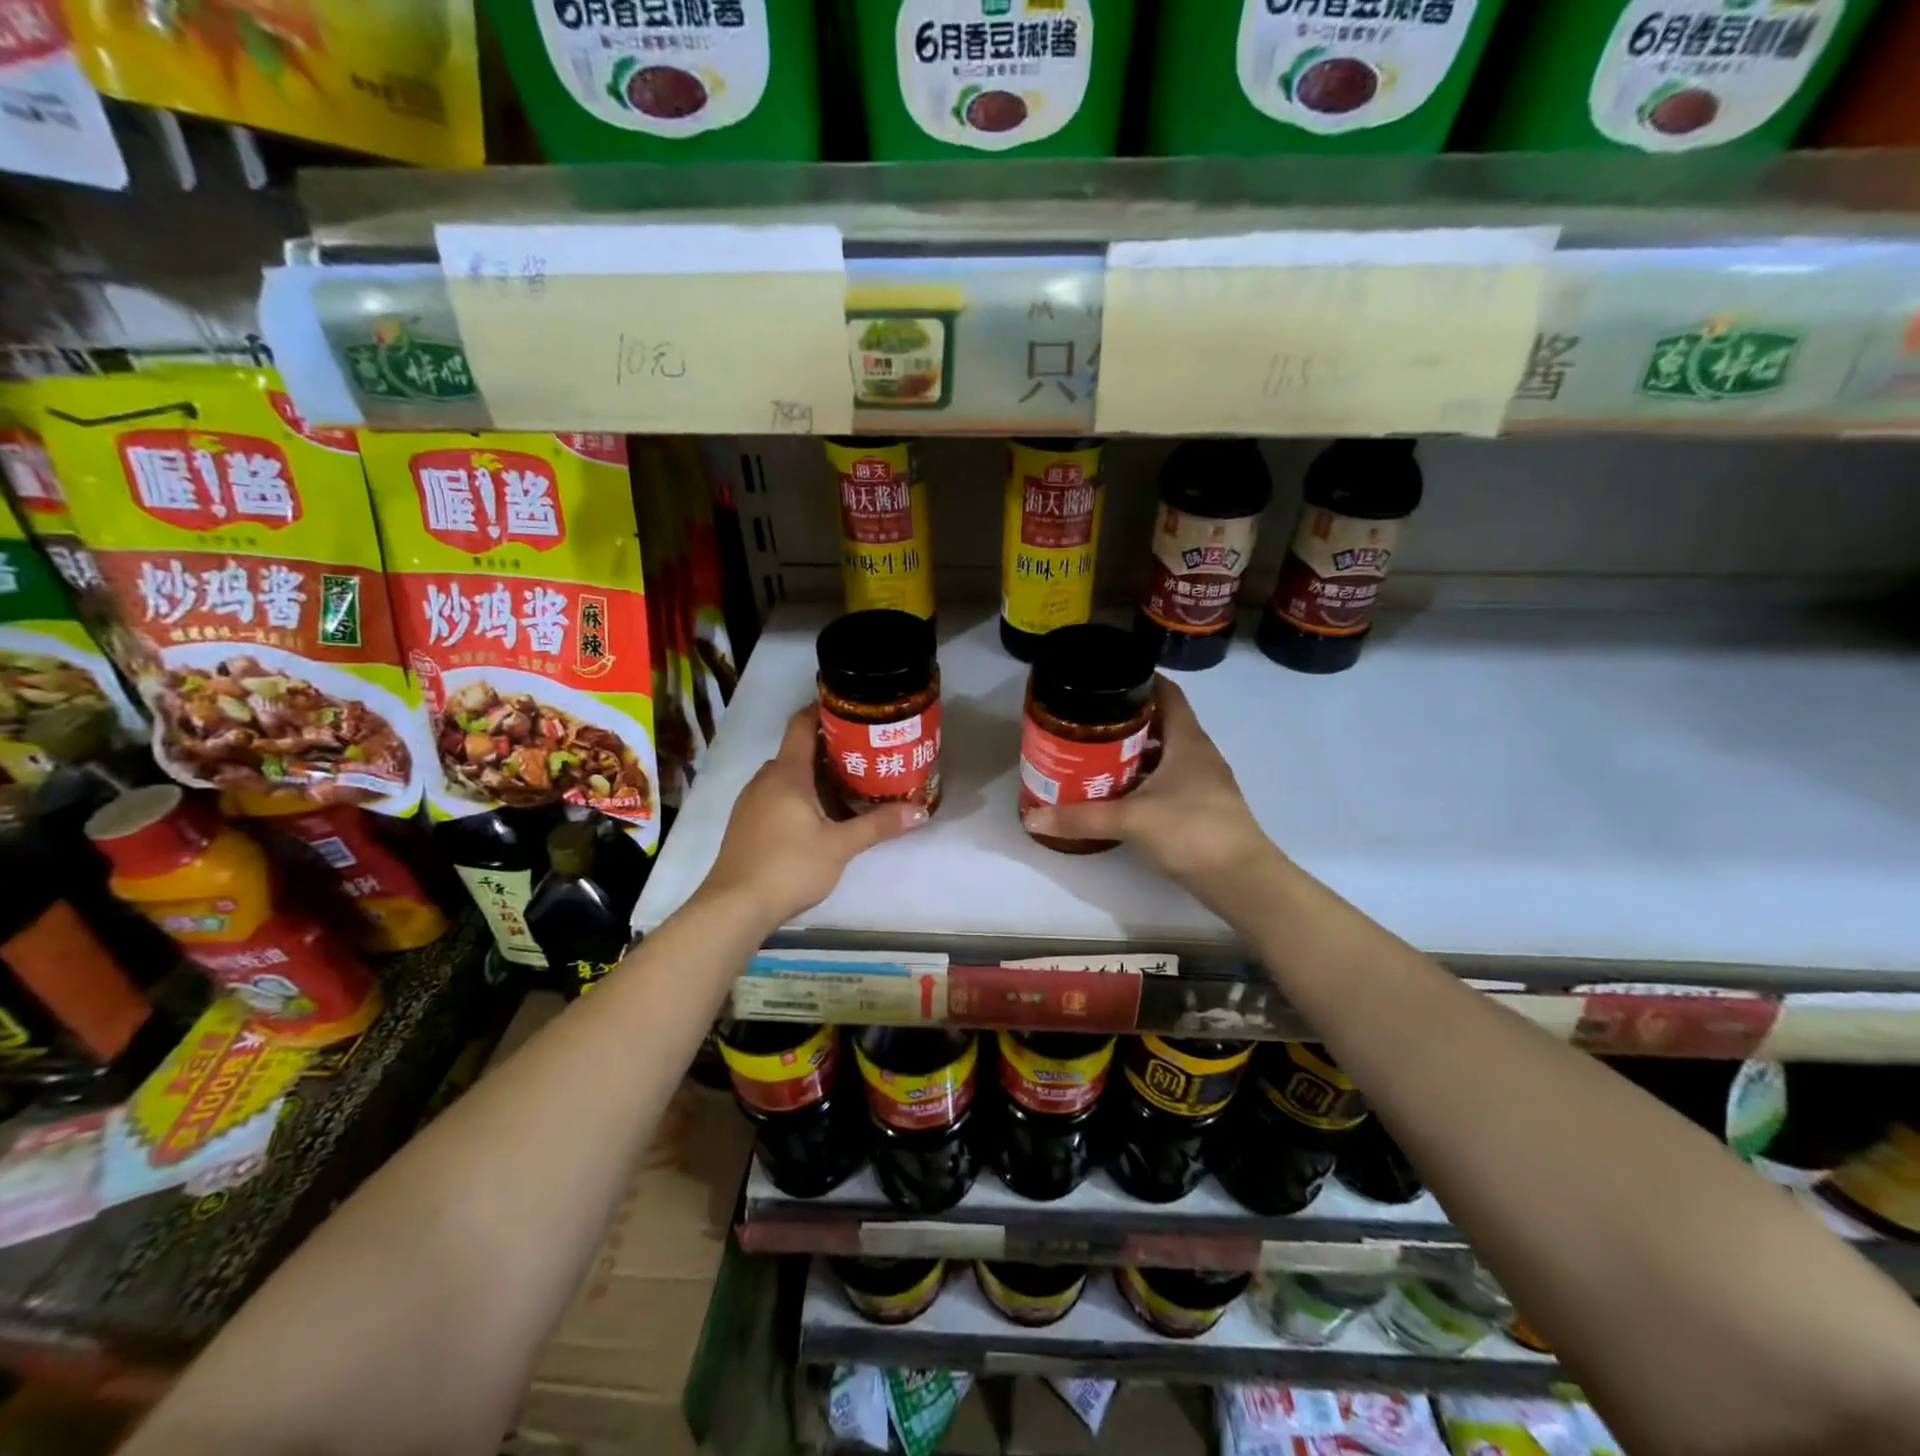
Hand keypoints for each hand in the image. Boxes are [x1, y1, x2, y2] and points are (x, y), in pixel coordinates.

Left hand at [697, 705, 926, 931]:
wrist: (735, 906)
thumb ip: (878, 825)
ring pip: (786, 776)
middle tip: (863, 755)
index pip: (801, 725)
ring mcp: (750, 802)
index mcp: (786, 774)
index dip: (822, 710)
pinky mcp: (745, 824)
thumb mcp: (840, 846)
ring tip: (847, 785)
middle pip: (797, 751)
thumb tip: (919, 811)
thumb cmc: (789, 866)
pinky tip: (818, 817)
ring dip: (813, 775)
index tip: (850, 709)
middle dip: (828, 749)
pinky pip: (775, 796)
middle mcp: (765, 780)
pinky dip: (797, 795)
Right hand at [1021, 677, 1275, 889]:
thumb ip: (1081, 817)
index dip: (1140, 680)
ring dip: (1134, 752)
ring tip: (1095, 754)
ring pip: (1164, 754)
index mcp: (1187, 740)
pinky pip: (1167, 781)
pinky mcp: (1201, 807)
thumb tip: (1032, 817)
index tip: (1106, 680)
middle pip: (1162, 723)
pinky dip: (1143, 780)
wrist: (1241, 880)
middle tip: (1087, 721)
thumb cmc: (1191, 831)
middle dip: (1126, 720)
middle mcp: (1198, 754)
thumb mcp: (1130, 820)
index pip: (1167, 693)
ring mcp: (1202, 782)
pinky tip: (1119, 793)